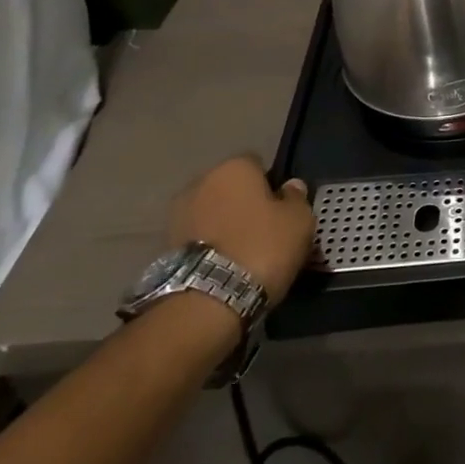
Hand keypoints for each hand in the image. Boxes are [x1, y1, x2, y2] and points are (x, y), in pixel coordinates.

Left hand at [168, 157, 316, 301]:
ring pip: (212, 213)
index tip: (282, 208)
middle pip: (230, 188)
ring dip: (224, 225)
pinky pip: (198, 237)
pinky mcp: (165, 246)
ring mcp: (178, 214)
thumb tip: (290, 187)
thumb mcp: (299, 220)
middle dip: (244, 203)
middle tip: (265, 229)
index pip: (257, 164)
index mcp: (234, 167)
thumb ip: (296, 198)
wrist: (210, 299)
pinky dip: (210, 246)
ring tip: (244, 252)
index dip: (271, 184)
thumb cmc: (263, 246)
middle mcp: (201, 182)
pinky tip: (226, 265)